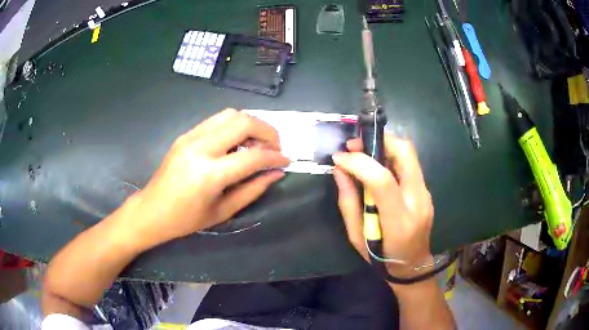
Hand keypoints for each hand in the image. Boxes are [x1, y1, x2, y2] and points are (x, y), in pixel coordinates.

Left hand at [125, 109, 289, 247]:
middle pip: (243, 122)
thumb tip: (276, 173)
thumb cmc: (186, 219)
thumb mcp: (223, 211)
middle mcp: (200, 148)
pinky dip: (234, 125)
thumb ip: (253, 189)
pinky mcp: (186, 134)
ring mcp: (191, 137)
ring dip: (251, 124)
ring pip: (231, 114)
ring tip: (258, 142)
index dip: (274, 157)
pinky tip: (237, 141)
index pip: (252, 156)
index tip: (286, 161)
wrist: (152, 210)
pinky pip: (217, 120)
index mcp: (209, 174)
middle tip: (275, 147)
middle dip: (267, 131)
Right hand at [332, 135, 432, 274]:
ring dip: (384, 146)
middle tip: (355, 145)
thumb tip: (340, 170)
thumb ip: (348, 202)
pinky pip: (409, 164)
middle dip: (378, 140)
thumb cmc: (381, 257)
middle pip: (405, 154)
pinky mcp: (426, 190)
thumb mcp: (356, 237)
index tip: (339, 158)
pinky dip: (390, 157)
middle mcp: (418, 202)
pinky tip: (376, 166)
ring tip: (362, 152)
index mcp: (399, 221)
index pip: (383, 180)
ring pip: (409, 154)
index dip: (359, 162)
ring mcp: (426, 194)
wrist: (413, 265)